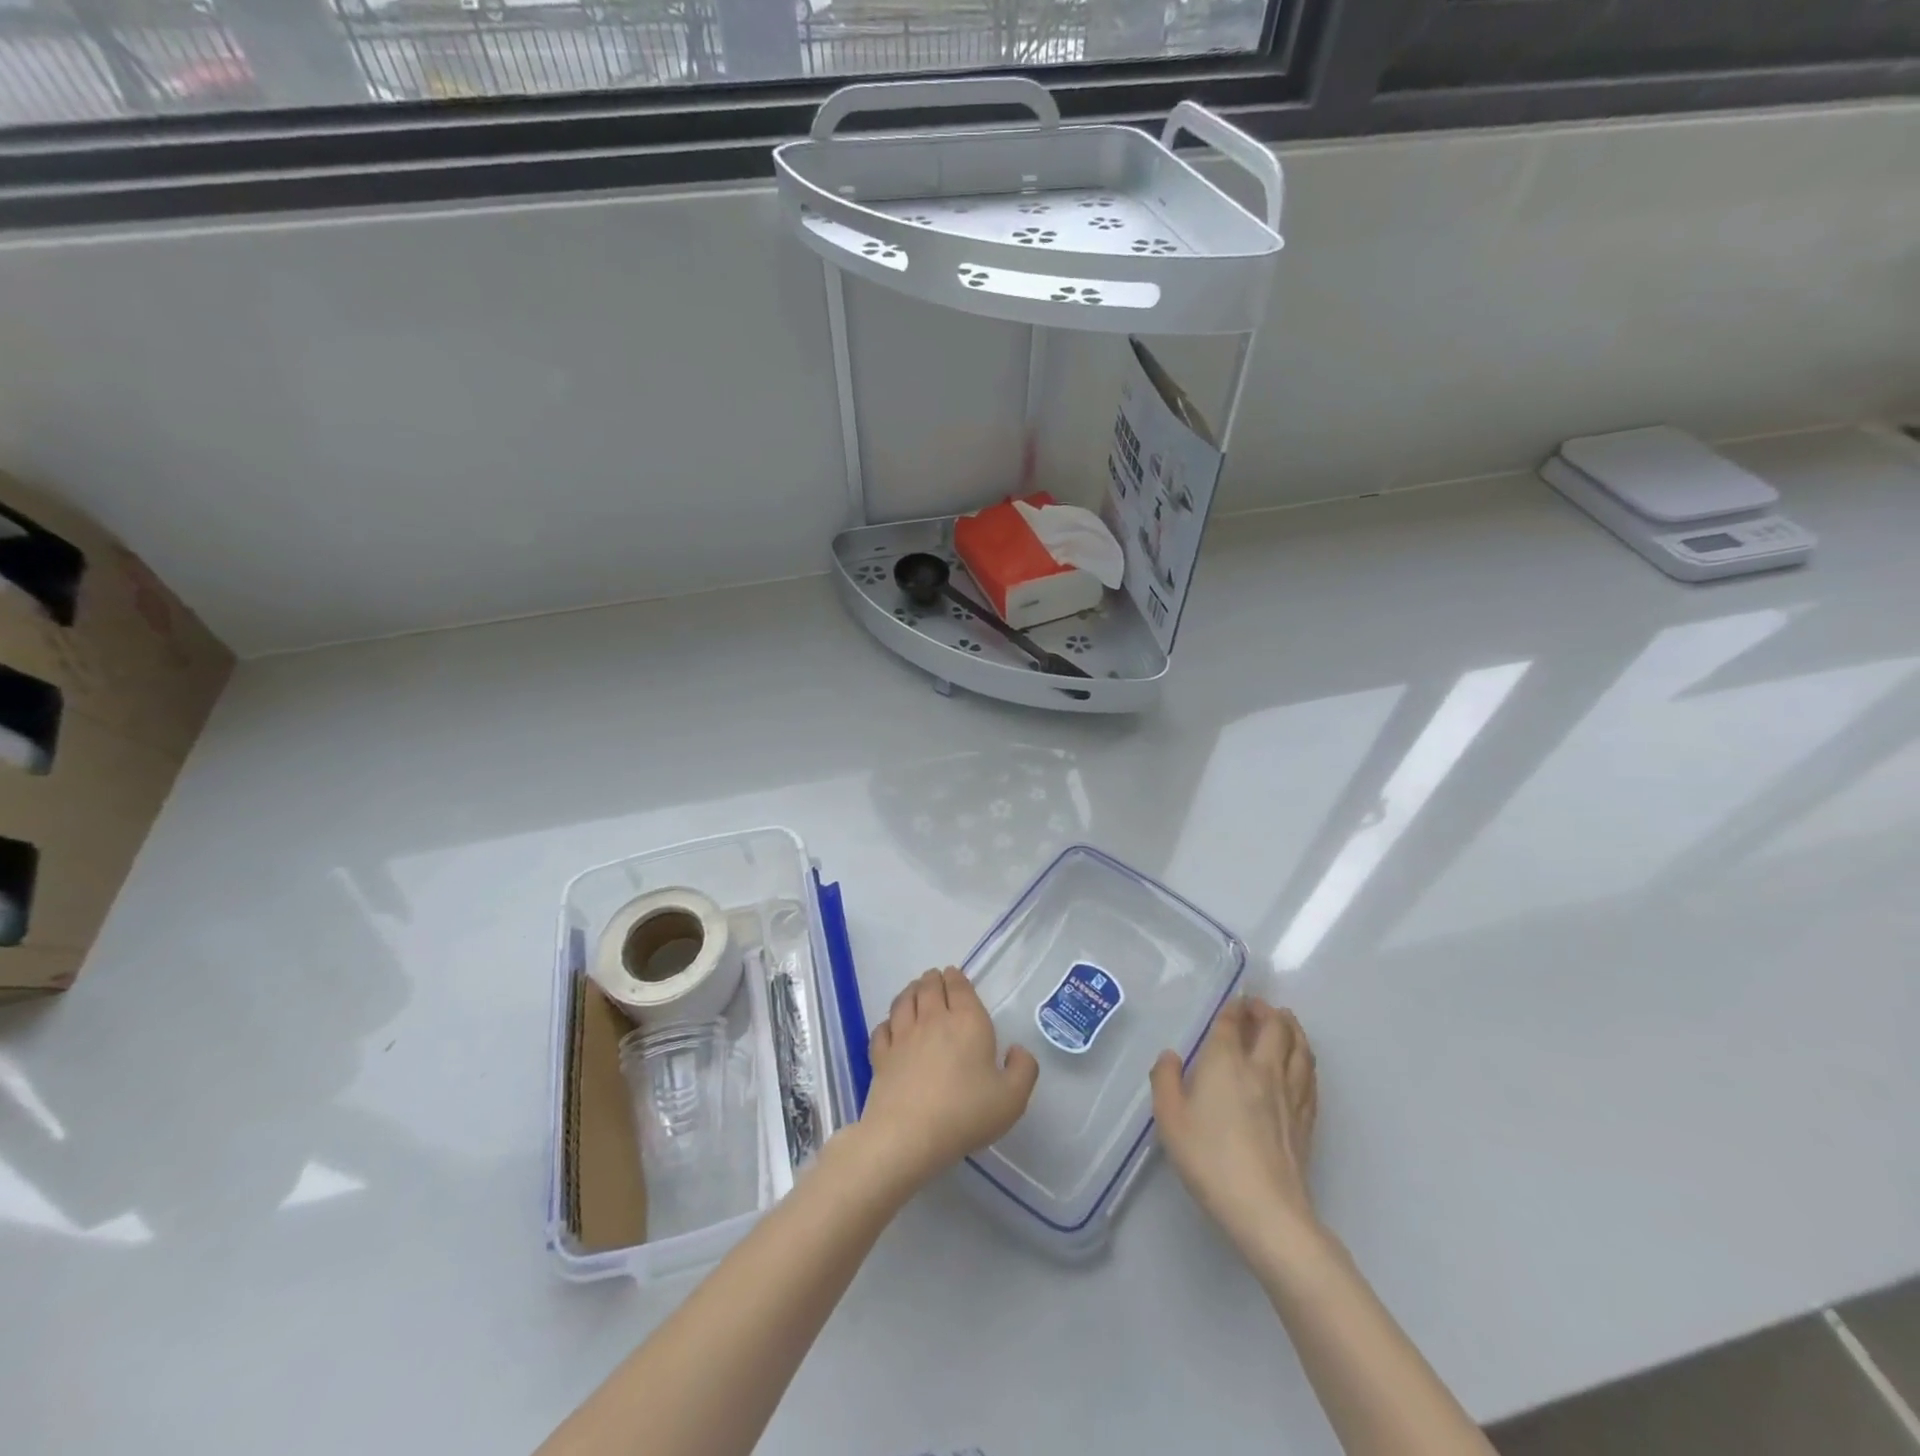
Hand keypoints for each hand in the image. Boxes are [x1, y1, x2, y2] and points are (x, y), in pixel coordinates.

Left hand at [856, 967, 1039, 1192]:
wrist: (909, 1135)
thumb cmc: (966, 1113)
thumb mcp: (1012, 1098)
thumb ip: (1023, 1069)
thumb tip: (1016, 1049)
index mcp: (967, 1021)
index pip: (959, 987)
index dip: (956, 978)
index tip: (954, 975)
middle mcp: (933, 1019)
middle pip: (928, 987)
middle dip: (932, 979)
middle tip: (934, 979)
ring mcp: (902, 1036)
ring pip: (903, 1001)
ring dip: (910, 991)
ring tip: (914, 991)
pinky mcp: (881, 1056)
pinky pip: (882, 1029)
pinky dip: (888, 1022)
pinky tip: (890, 1027)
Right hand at [1152, 996, 1319, 1266]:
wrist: (1265, 1209)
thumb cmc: (1209, 1159)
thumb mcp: (1169, 1119)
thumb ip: (1166, 1080)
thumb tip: (1171, 1055)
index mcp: (1226, 1062)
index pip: (1233, 1023)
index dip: (1234, 1008)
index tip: (1234, 1001)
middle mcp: (1262, 1069)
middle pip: (1275, 1028)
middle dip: (1267, 1012)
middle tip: (1259, 1007)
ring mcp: (1290, 1094)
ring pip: (1299, 1049)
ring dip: (1293, 1029)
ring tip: (1287, 1022)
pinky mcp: (1306, 1120)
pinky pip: (1310, 1078)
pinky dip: (1306, 1060)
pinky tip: (1303, 1064)